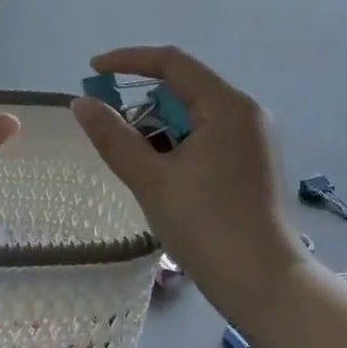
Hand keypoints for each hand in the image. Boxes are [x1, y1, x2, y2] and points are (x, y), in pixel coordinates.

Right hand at [71, 46, 305, 323]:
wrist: (265, 286)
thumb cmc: (207, 227)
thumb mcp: (151, 180)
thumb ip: (113, 137)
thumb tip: (81, 102)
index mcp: (227, 106)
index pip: (172, 63)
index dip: (128, 61)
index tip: (92, 71)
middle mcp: (247, 112)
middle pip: (186, 86)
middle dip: (142, 98)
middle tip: (108, 122)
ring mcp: (255, 138)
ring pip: (196, 113)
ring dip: (160, 123)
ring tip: (134, 155)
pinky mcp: (255, 161)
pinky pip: (209, 134)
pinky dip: (180, 141)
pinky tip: (162, 170)